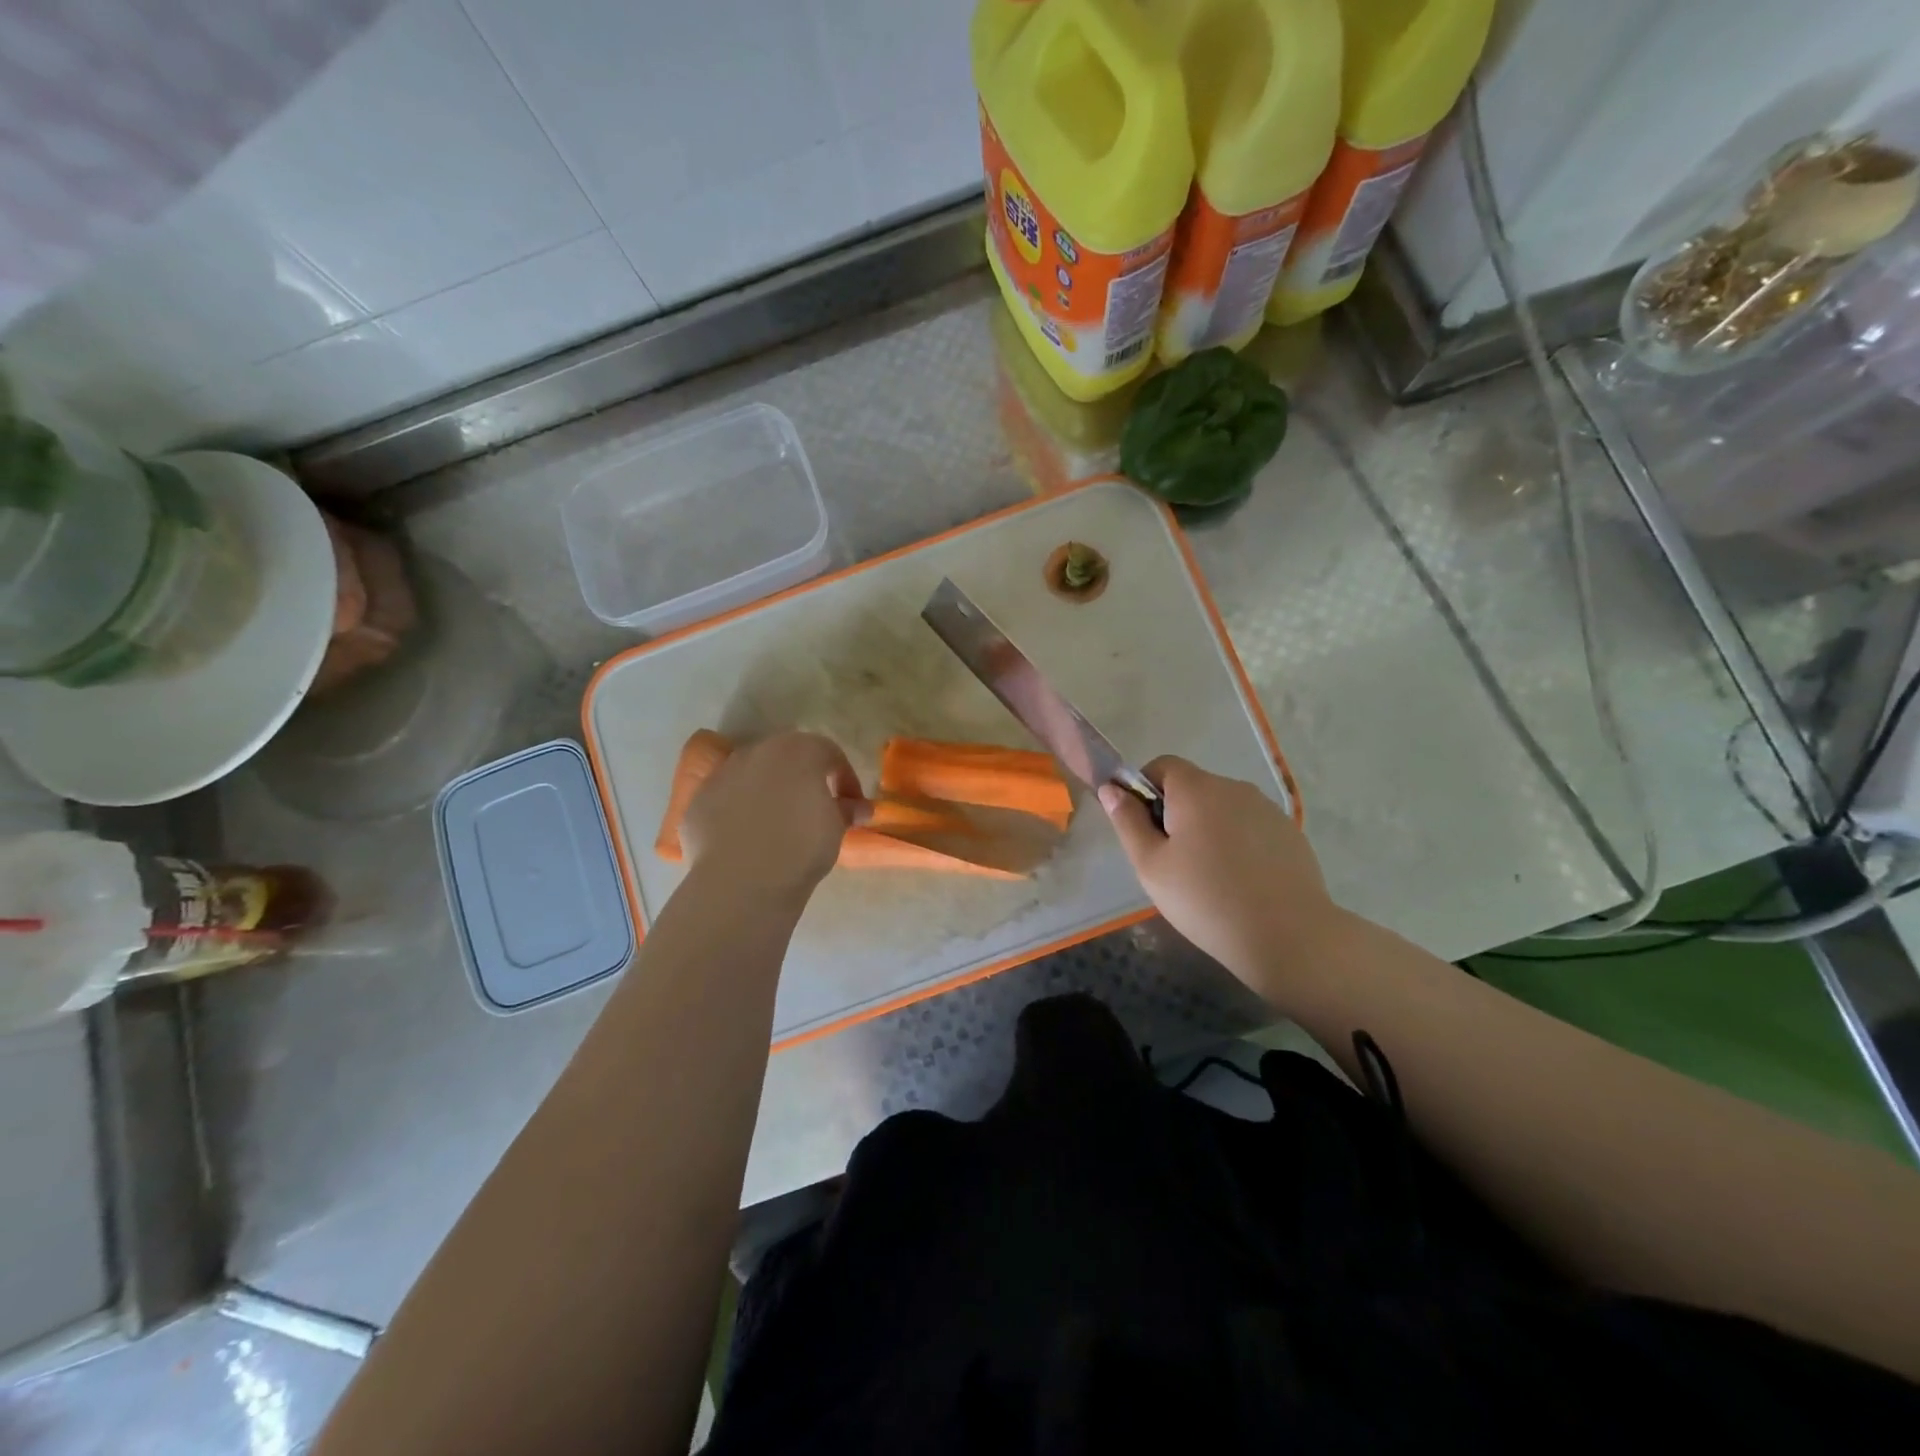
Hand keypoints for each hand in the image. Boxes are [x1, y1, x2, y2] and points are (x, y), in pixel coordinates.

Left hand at [681, 732, 867, 898]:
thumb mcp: (836, 829)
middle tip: (815, 809)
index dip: (846, 779)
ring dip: (768, 792)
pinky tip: (746, 839)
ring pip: (753, 775)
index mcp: (798, 750)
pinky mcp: (698, 800)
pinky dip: (738, 812)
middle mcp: (758, 752)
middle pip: (787, 758)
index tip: (853, 807)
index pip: (829, 754)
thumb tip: (858, 808)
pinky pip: (726, 799)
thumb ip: (847, 810)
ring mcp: (723, 773)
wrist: (741, 882)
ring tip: (777, 825)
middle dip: (804, 779)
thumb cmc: (801, 848)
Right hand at [1100, 756, 1335, 1002]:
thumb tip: (1111, 789)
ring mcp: (1267, 809)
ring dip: (1209, 829)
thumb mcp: (1151, 865)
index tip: (1145, 830)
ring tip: (1209, 877)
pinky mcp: (1290, 833)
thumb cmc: (1206, 900)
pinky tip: (1241, 883)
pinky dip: (1238, 844)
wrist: (1289, 936)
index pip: (1162, 766)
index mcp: (1196, 789)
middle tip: (1173, 862)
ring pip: (1223, 809)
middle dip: (1176, 814)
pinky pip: (1250, 827)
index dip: (1145, 790)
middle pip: (1194, 787)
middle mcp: (1234, 787)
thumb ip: (1127, 822)